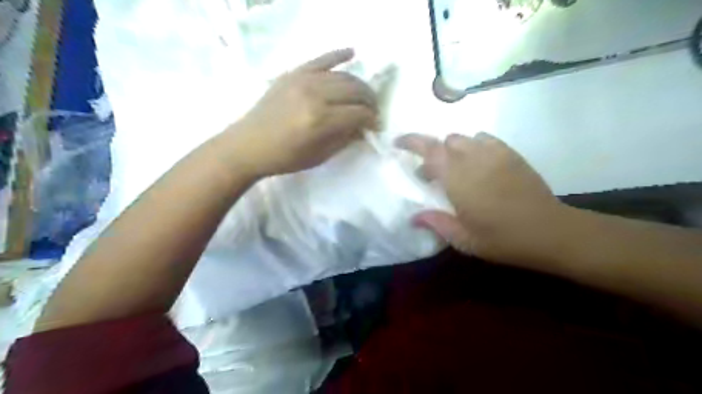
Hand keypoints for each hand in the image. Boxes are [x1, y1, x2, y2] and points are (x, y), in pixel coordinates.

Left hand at [233, 48, 377, 176]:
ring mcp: (303, 80)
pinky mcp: (293, 73)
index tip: (376, 126)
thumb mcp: (319, 156)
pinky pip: (321, 59)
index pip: (359, 113)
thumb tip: (363, 128)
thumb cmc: (285, 158)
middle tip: (373, 111)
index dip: (372, 120)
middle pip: (355, 90)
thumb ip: (345, 139)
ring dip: (359, 85)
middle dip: (370, 101)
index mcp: (321, 120)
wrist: (248, 145)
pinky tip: (352, 52)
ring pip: (343, 75)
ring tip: (364, 96)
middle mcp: (315, 95)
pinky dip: (338, 54)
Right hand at [397, 132, 562, 267]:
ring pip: (464, 138)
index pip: (429, 150)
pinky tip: (477, 164)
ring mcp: (494, 154)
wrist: (550, 232)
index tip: (397, 143)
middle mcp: (474, 159)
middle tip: (431, 176)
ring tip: (455, 170)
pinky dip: (473, 146)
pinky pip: (485, 139)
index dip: (410, 142)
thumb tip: (413, 217)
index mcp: (458, 179)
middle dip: (432, 154)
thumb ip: (436, 223)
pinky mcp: (510, 154)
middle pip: (445, 142)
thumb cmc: (502, 239)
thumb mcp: (464, 239)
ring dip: (452, 150)